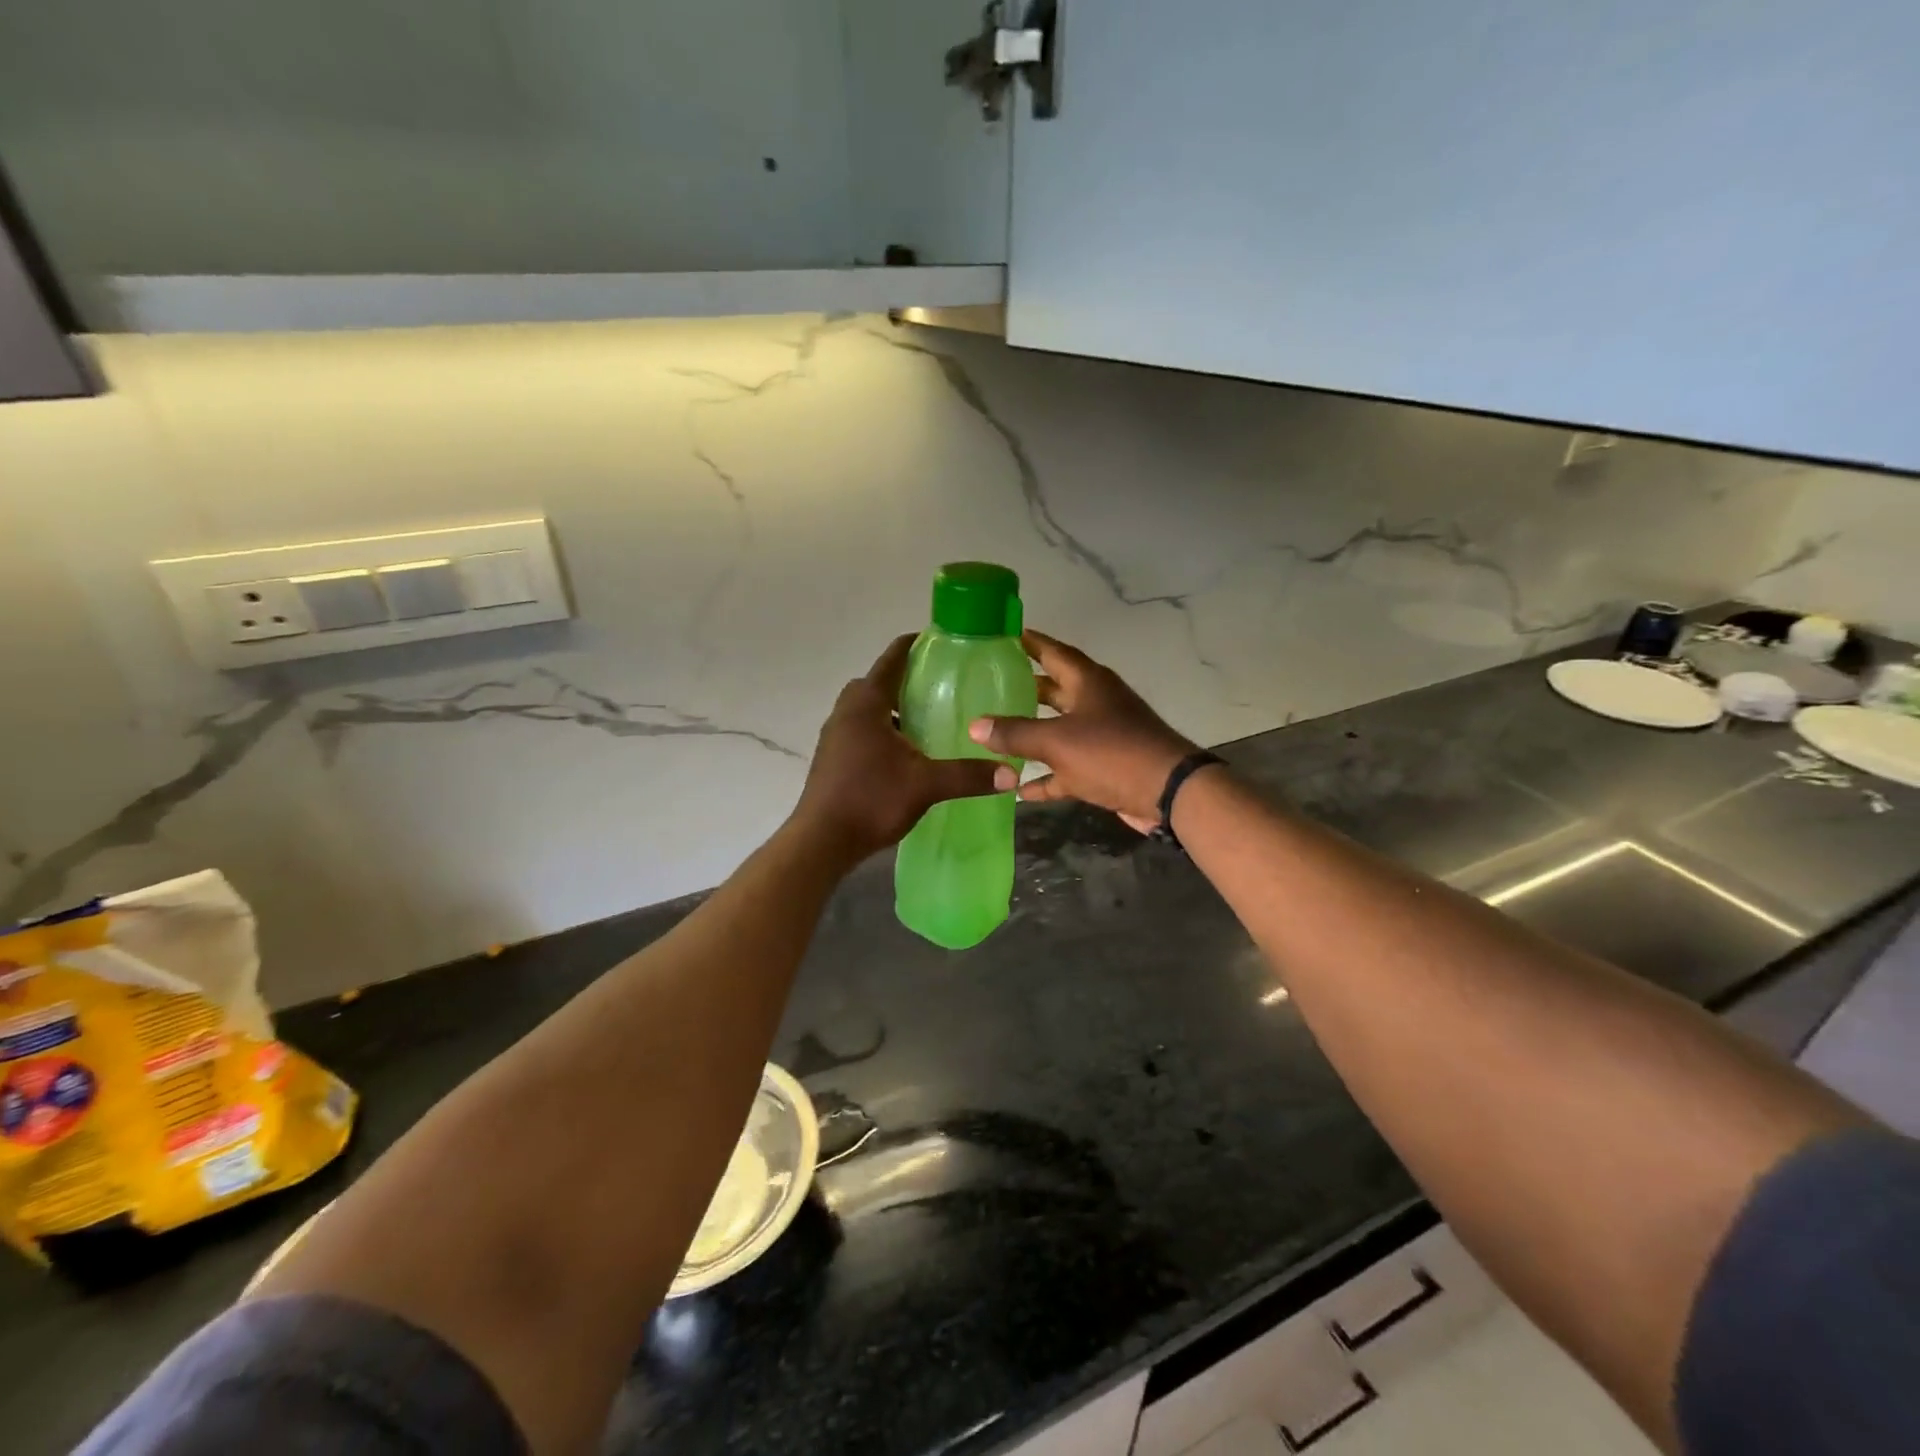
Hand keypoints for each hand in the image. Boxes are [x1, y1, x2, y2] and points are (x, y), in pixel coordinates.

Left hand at [792, 633, 1001, 860]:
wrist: (821, 841)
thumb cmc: (871, 800)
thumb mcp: (926, 785)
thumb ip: (968, 776)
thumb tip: (1010, 775)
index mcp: (866, 703)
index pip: (892, 659)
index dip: (916, 645)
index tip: (942, 643)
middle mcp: (846, 711)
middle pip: (878, 682)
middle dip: (908, 681)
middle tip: (942, 689)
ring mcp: (835, 734)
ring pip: (868, 708)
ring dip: (894, 709)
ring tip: (928, 722)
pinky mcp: (832, 757)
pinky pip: (861, 729)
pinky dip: (883, 730)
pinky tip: (906, 754)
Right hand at [970, 630, 1197, 833]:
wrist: (1167, 792)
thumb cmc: (1112, 753)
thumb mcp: (1057, 740)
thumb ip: (1015, 734)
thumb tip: (975, 726)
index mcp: (1088, 682)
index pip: (1052, 652)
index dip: (1029, 642)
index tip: (1003, 635)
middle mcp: (1095, 703)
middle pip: (1054, 690)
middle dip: (1025, 689)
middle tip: (990, 686)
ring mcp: (1102, 737)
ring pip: (1059, 730)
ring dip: (1032, 735)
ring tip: (995, 735)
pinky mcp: (1104, 768)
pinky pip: (1066, 769)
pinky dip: (1045, 777)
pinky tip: (1017, 788)